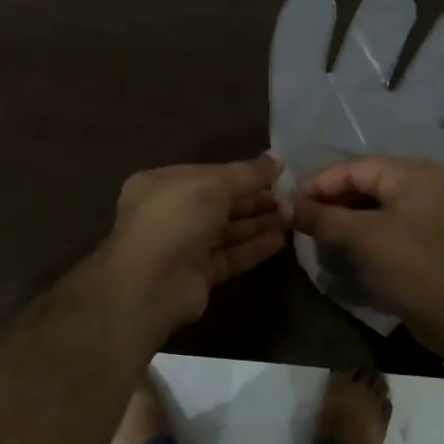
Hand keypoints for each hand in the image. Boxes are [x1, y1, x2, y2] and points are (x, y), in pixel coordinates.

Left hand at [98, 154, 287, 348]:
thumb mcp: (213, 184)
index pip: (209, 174)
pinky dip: (252, 248)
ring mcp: (182, 246)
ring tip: (293, 216)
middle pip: (219, 203)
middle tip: (291, 197)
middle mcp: (170, 213)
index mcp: (161, 184)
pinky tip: (280, 240)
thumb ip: (247, 173)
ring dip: (258, 223)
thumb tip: (277, 158)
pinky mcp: (197, 275)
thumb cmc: (176, 219)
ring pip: (226, 231)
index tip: (277, 174)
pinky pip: (229, 256)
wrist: (151, 285)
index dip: (242, 174)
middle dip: (254, 200)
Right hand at [290, 155, 443, 340]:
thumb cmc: (410, 265)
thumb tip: (286, 206)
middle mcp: (423, 185)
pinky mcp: (427, 240)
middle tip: (300, 217)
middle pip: (365, 183)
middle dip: (331, 200)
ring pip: (375, 206)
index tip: (290, 201)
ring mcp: (428, 214)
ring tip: (316, 234)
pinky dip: (362, 233)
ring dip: (344, 218)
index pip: (355, 167)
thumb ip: (322, 218)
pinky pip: (386, 226)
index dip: (319, 183)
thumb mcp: (360, 237)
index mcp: (412, 173)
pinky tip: (340, 247)